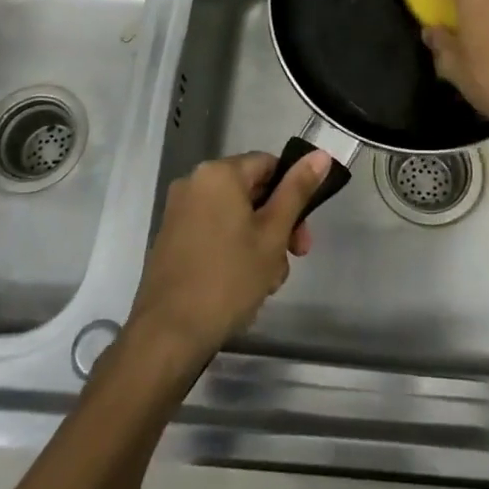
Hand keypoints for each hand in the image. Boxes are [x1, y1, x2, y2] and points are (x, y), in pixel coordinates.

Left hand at [130, 150, 329, 368]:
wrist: (169, 333)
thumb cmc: (229, 279)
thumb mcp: (273, 234)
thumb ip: (297, 191)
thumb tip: (320, 154)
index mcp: (219, 173)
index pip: (268, 165)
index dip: (292, 193)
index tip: (302, 232)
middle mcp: (194, 182)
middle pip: (250, 191)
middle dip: (277, 224)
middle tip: (292, 259)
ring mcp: (179, 210)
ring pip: (234, 215)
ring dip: (257, 242)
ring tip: (266, 283)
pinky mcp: (171, 237)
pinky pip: (213, 230)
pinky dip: (232, 248)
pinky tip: (242, 284)